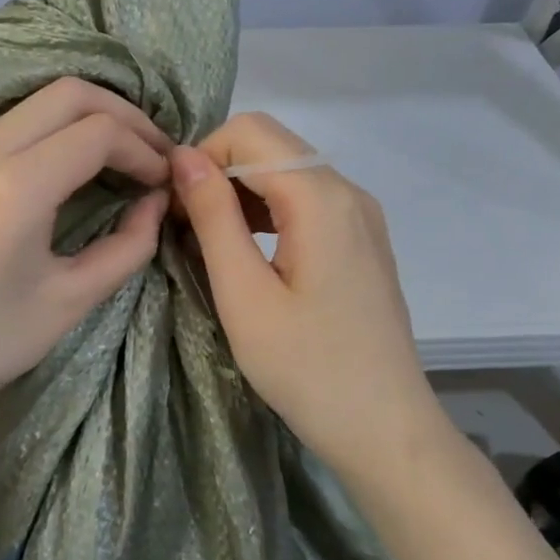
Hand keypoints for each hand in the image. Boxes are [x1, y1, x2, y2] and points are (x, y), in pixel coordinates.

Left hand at [0, 77, 171, 442]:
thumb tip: (155, 204)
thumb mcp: (70, 301)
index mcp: (16, 186)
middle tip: (150, 153)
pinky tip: (60, 174)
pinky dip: (44, 137)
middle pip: (66, 94)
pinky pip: (1, 132)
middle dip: (120, 114)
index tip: (163, 182)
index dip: (144, 149)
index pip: (99, 132)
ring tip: (114, 159)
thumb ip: (127, 246)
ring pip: (30, 106)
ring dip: (80, 121)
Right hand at [172, 113, 448, 470]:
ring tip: (208, 243)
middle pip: (270, 144)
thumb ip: (213, 216)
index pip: (248, 132)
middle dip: (218, 172)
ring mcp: (360, 215)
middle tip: (185, 227)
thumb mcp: (244, 293)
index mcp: (321, 197)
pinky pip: (305, 201)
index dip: (201, 158)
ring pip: (286, 171)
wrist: (385, 428)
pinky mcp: (360, 240)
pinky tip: (246, 253)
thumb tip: (183, 156)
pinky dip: (266, 212)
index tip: (175, 210)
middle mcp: (348, 191)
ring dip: (239, 193)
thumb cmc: (306, 367)